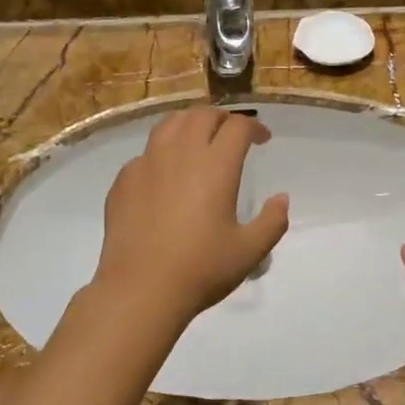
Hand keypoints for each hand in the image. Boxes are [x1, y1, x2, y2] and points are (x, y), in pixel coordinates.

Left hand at [94, 107, 289, 322]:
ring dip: (189, 124)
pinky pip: (145, 153)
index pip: (237, 127)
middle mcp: (180, 154)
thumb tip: (281, 199)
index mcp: (216, 165)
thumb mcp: (250, 251)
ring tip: (197, 140)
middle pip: (201, 115)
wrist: (141, 289)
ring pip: (169, 125)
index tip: (263, 139)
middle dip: (222, 118)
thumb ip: (272, 221)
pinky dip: (162, 153)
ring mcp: (146, 164)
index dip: (254, 127)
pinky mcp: (123, 181)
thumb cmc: (201, 269)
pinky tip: (165, 175)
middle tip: (231, 134)